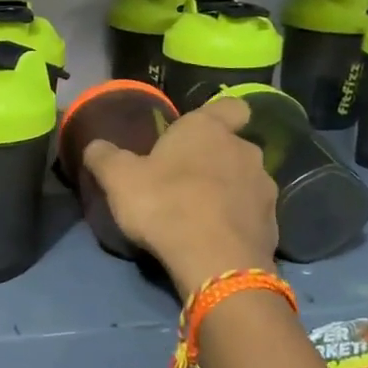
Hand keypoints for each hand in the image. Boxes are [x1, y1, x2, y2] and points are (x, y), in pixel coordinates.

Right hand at [81, 98, 277, 297]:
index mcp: (208, 129)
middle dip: (214, 160)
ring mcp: (264, 188)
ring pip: (244, 181)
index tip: (197, 133)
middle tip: (184, 181)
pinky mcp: (273, 224)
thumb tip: (95, 145)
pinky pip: (251, 215)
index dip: (217, 116)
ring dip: (227, 192)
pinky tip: (214, 239)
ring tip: (200, 215)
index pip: (229, 106)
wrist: (216, 261)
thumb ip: (105, 157)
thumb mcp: (119, 179)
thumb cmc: (165, 204)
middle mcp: (244, 150)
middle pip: (233, 146)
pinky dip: (236, 222)